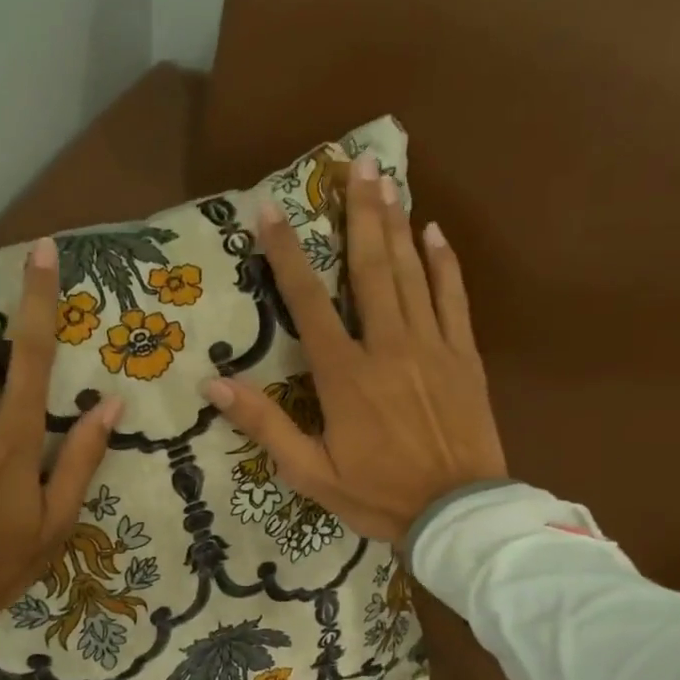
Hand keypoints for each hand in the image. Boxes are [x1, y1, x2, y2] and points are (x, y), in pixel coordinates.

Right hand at [202, 157, 506, 546]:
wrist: (457, 514)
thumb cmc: (377, 496)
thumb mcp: (309, 473)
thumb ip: (265, 425)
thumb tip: (214, 385)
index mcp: (344, 376)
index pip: (308, 304)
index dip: (287, 256)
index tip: (271, 211)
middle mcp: (388, 348)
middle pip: (370, 270)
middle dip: (359, 215)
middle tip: (356, 165)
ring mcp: (432, 348)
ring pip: (411, 274)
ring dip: (397, 224)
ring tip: (387, 180)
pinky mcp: (464, 358)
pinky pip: (453, 299)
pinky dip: (444, 263)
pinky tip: (435, 232)